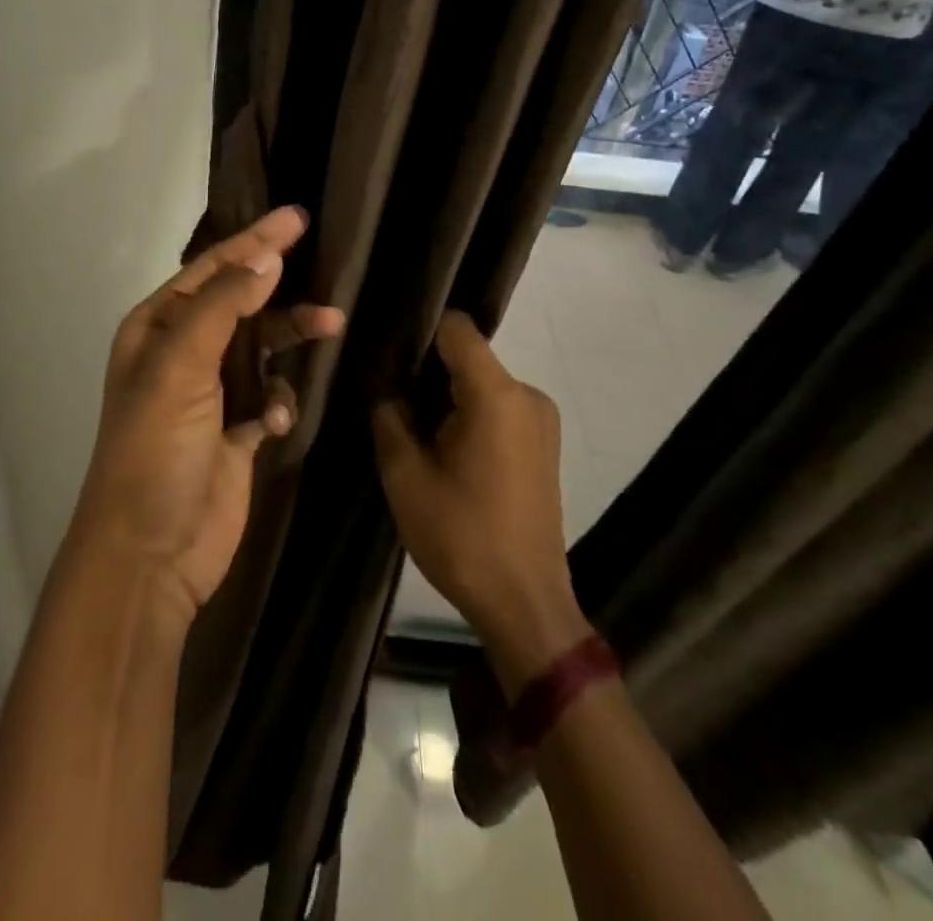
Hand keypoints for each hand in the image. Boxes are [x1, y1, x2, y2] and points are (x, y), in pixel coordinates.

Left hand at [70, 207, 344, 622]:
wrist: (151, 553)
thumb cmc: (156, 448)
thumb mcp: (180, 367)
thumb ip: (224, 307)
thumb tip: (266, 258)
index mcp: (157, 328)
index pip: (212, 270)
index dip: (254, 241)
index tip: (297, 218)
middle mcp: (182, 353)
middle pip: (242, 303)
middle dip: (280, 288)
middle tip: (328, 267)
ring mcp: (210, 393)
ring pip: (263, 348)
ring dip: (292, 339)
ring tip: (332, 326)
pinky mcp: (235, 431)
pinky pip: (269, 396)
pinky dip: (278, 402)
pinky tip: (272, 424)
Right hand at [374, 312, 588, 693]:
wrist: (525, 604)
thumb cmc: (462, 536)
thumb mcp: (405, 477)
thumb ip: (390, 419)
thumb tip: (390, 394)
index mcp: (496, 395)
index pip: (457, 329)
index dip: (420, 330)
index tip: (388, 349)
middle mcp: (527, 395)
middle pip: (469, 357)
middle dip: (428, 371)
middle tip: (390, 396)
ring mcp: (541, 420)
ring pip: (482, 384)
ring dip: (448, 398)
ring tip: (414, 428)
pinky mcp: (544, 444)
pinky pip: (499, 408)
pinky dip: (470, 415)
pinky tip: (445, 449)